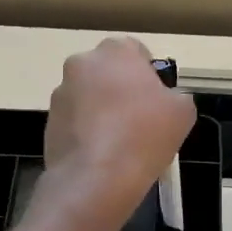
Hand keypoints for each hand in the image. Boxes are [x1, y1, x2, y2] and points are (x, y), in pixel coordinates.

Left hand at [42, 38, 195, 225]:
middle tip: (140, 120)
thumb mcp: (183, 111)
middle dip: (121, 90)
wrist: (96, 179)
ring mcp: (60, 94)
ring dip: (102, 111)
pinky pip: (75, 122)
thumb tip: (165, 100)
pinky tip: (102, 156)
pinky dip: (87, 132)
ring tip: (120, 144)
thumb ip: (175, 95)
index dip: (148, 75)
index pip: (135, 51)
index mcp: (114, 50)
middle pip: (108, 72)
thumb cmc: (144, 135)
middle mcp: (81, 63)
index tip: (156, 100)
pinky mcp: (49, 123)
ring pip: (89, 97)